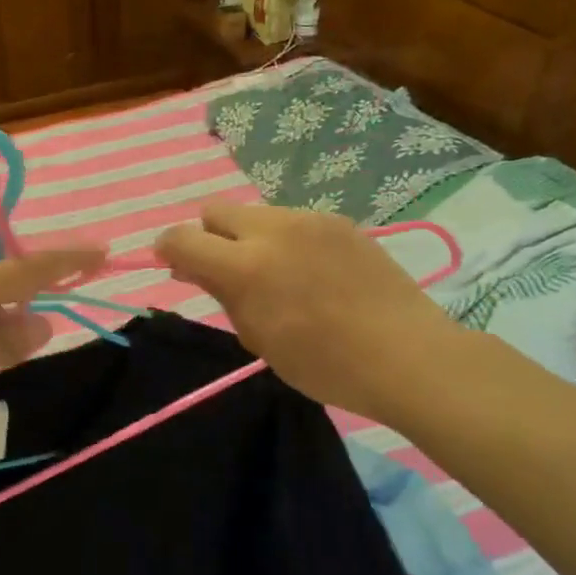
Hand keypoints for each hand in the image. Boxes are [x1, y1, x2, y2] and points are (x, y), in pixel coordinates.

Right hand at [155, 201, 467, 421]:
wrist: (407, 355)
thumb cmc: (325, 364)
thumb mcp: (258, 338)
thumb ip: (222, 294)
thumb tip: (193, 267)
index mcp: (245, 266)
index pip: (182, 238)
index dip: (168, 249)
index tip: (175, 266)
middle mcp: (273, 230)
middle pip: (215, 211)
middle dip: (209, 236)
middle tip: (227, 270)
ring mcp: (309, 220)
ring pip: (256, 214)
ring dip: (250, 237)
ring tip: (279, 274)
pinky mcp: (338, 221)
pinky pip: (293, 221)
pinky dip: (287, 240)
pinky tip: (313, 273)